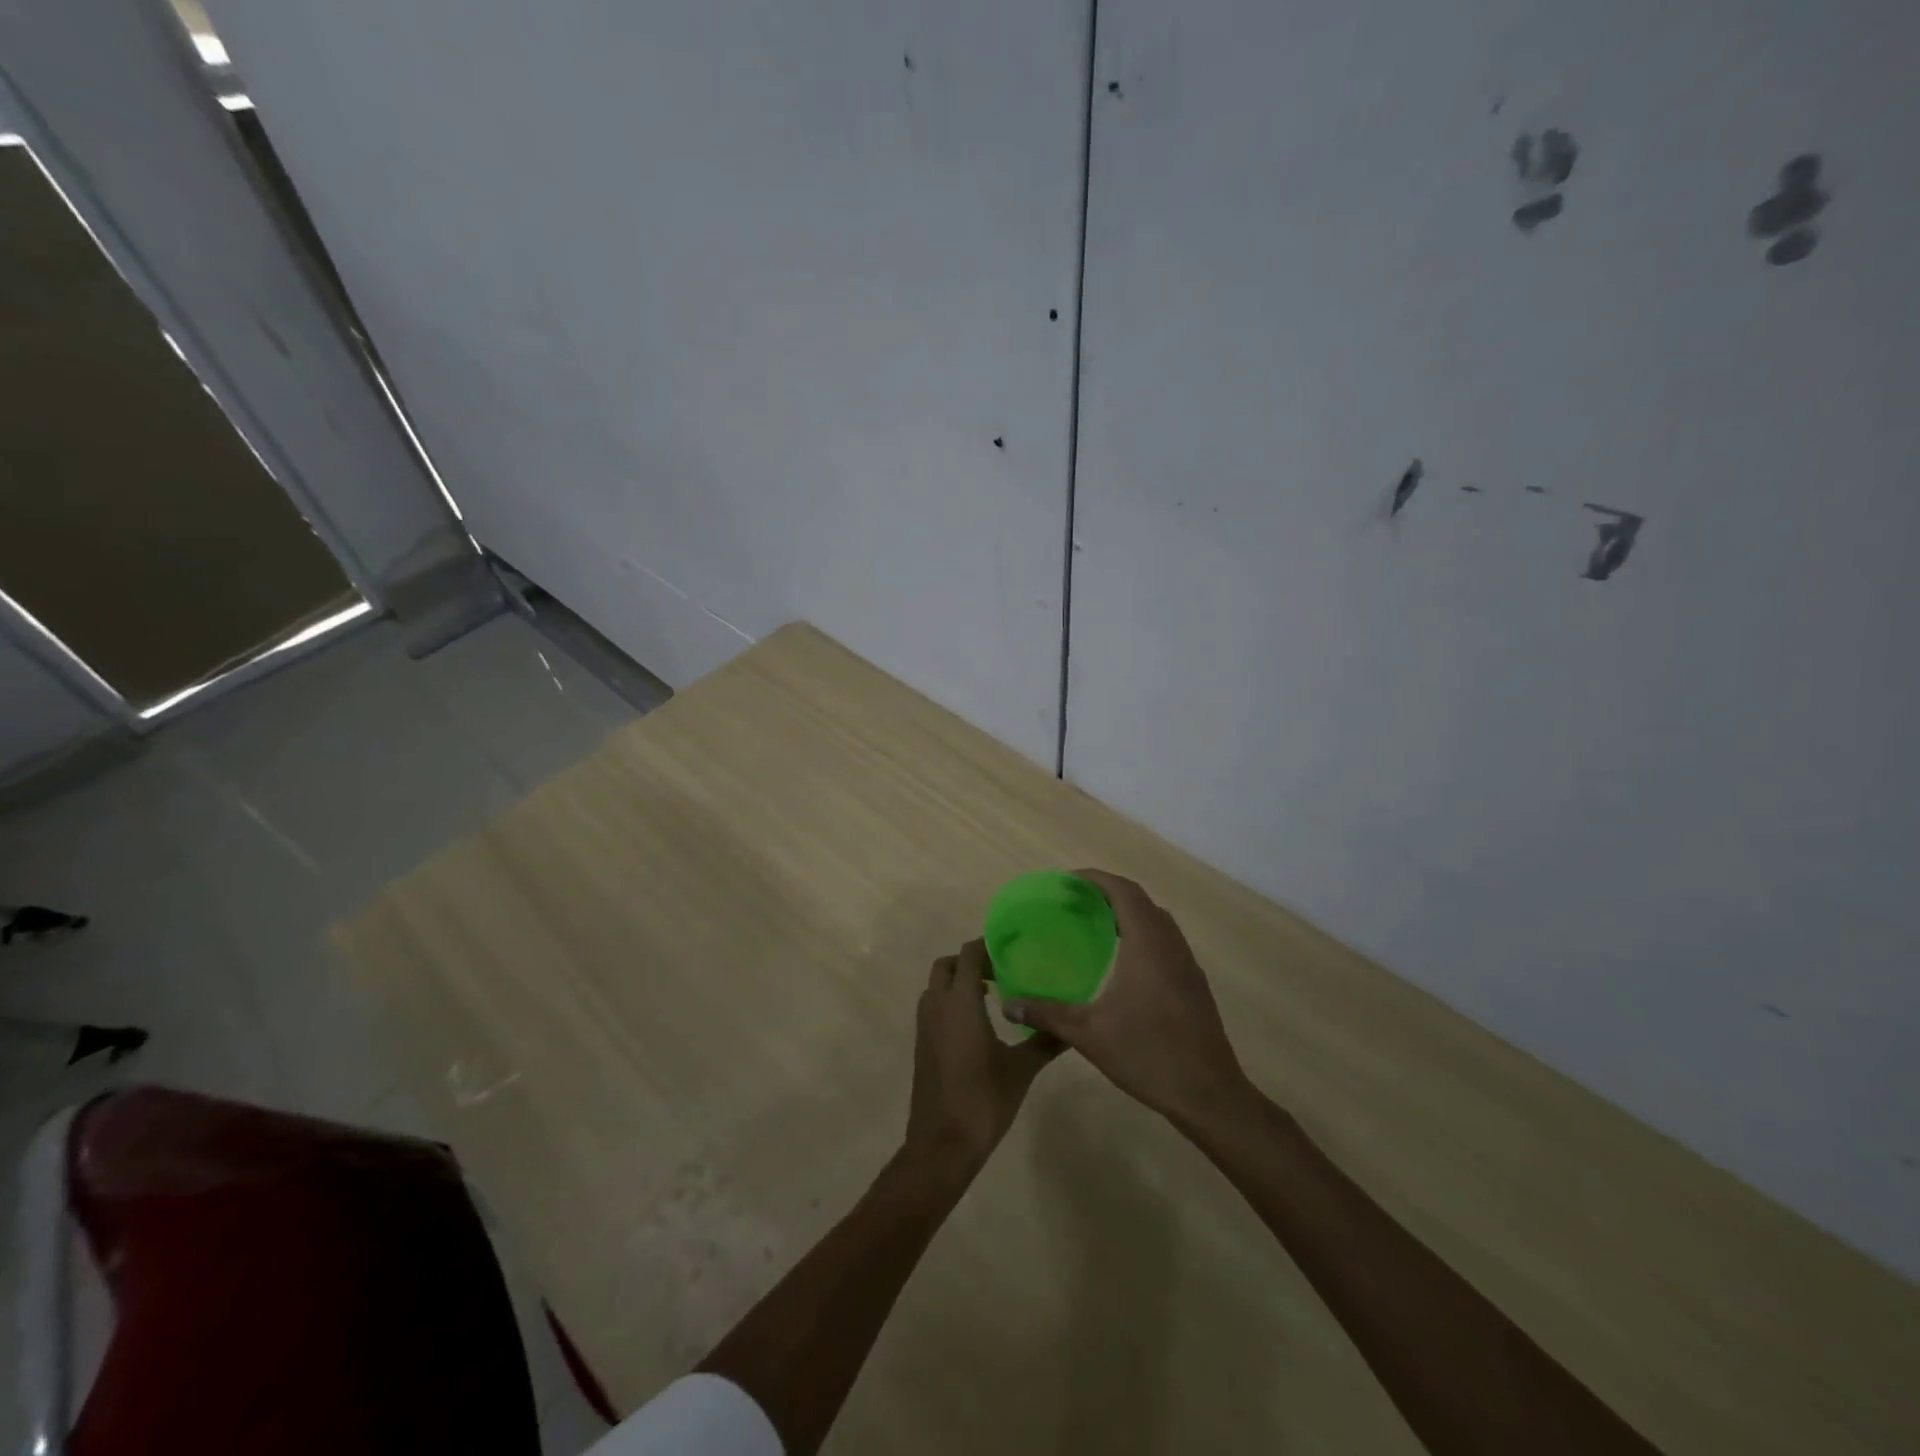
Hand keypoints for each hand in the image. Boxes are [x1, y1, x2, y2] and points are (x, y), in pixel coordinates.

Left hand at [905, 940, 1061, 1175]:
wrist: (942, 1144)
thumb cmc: (983, 1099)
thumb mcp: (1021, 1069)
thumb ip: (1044, 1041)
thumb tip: (1071, 1025)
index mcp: (960, 1002)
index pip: (968, 955)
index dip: (987, 947)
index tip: (1012, 949)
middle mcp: (937, 1006)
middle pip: (947, 966)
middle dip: (970, 962)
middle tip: (1001, 972)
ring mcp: (925, 1025)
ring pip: (937, 986)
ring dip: (959, 982)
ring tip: (992, 994)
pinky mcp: (922, 1044)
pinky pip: (933, 1007)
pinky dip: (951, 1001)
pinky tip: (978, 1023)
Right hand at [1003, 870, 1251, 1130]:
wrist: (1209, 1095)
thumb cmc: (1148, 1055)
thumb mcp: (1088, 1034)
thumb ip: (1046, 1013)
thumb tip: (1008, 1005)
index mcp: (1147, 944)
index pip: (1123, 891)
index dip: (1096, 879)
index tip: (1067, 881)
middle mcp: (1170, 944)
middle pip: (1140, 900)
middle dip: (1107, 893)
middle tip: (1073, 901)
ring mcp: (1186, 964)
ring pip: (1156, 920)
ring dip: (1127, 913)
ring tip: (1093, 924)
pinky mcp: (1193, 983)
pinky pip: (1165, 941)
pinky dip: (1141, 933)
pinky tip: (1121, 961)